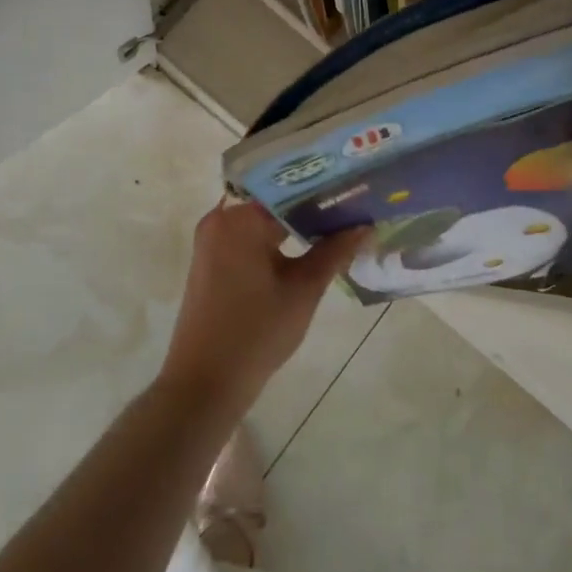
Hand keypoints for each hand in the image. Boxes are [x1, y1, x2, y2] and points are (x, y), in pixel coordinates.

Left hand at [157, 201, 371, 422]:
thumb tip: (366, 225)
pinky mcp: (212, 261)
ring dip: (297, 223)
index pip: (290, 187)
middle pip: (275, 200)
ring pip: (264, 220)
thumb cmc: (256, 333)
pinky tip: (311, 245)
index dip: (325, 187)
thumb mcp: (303, 290)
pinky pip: (251, 237)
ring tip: (341, 221)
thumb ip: (335, 252)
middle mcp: (220, 220)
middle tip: (355, 203)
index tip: (355, 187)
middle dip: (314, 204)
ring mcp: (213, 241)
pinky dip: (279, 239)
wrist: (205, 384)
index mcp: (238, 219)